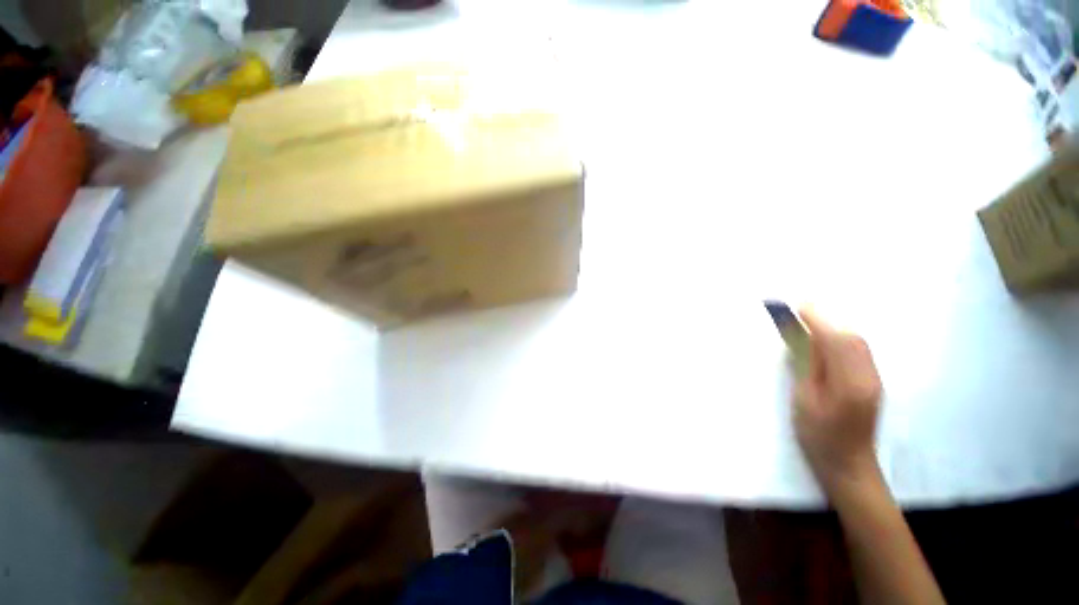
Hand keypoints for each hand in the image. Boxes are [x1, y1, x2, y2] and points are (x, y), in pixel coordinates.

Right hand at [794, 308, 882, 490]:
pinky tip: (824, 344)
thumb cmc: (819, 436)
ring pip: (857, 345)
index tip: (799, 306)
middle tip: (800, 314)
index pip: (837, 343)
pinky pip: (858, 354)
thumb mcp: (805, 401)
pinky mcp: (872, 384)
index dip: (818, 322)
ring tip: (808, 326)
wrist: (848, 464)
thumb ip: (807, 368)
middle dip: (826, 323)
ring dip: (833, 331)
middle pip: (852, 340)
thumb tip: (803, 339)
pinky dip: (840, 342)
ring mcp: (874, 381)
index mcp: (850, 384)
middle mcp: (869, 378)